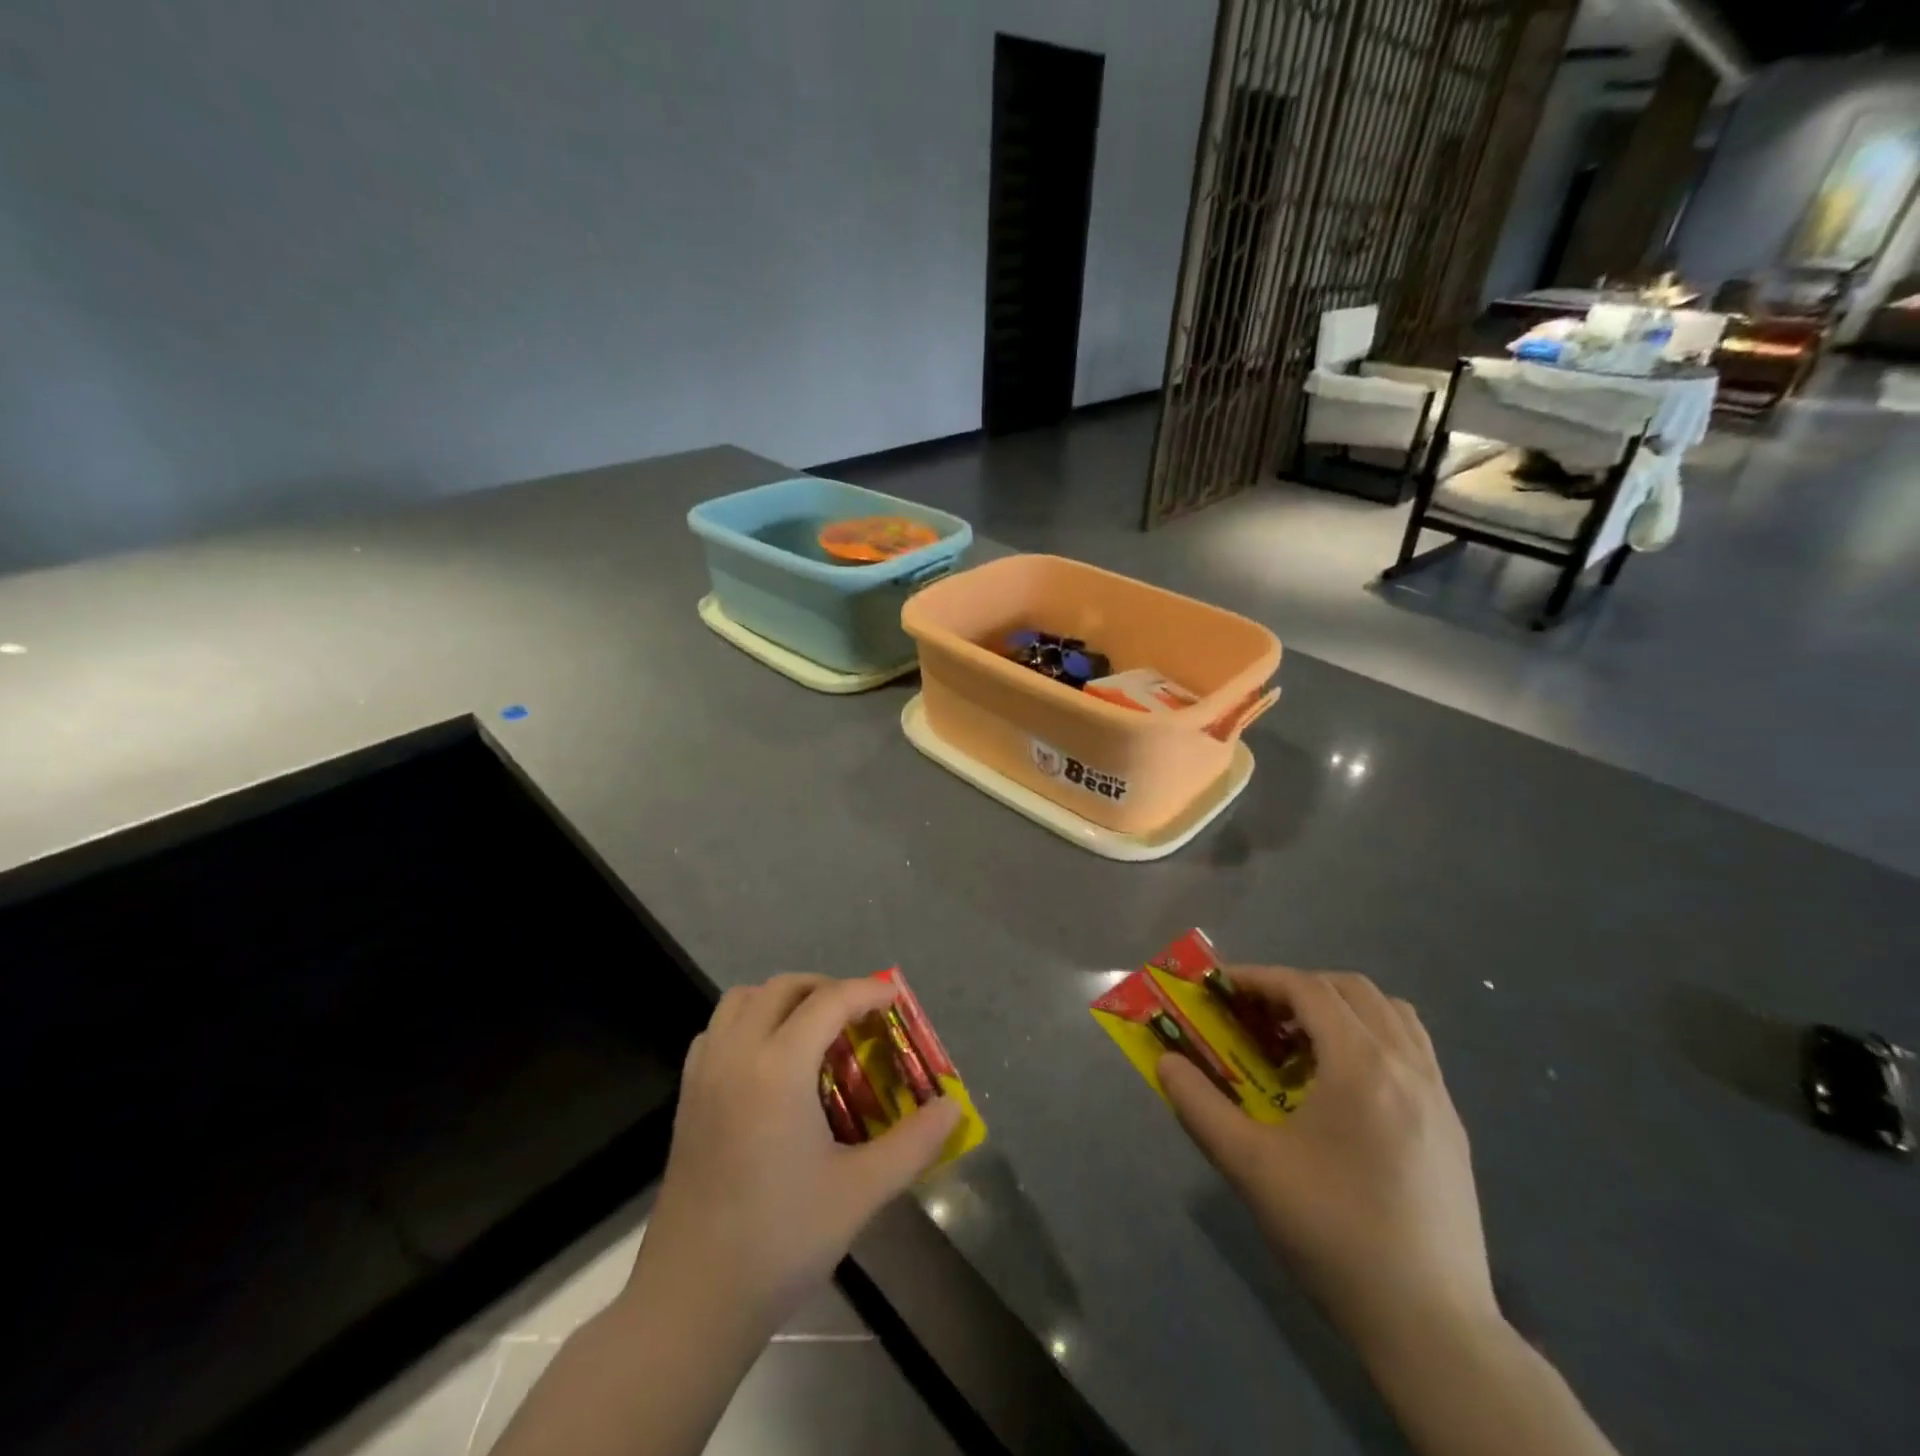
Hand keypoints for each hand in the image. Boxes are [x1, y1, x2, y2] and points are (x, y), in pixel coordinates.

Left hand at [631, 975, 961, 1335]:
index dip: (867, 991)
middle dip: (826, 987)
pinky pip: (717, 1030)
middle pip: (783, 987)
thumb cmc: (781, 1239)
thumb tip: (953, 1108)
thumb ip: (914, 1143)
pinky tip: (769, 1061)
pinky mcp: (686, 1097)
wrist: (691, 1300)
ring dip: (782, 999)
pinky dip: (748, 1022)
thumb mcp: (861, 1191)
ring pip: (742, 1000)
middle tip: (858, 1015)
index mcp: (778, 1068)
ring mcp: (704, 1073)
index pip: (829, 1001)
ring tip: (814, 1029)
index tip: (896, 999)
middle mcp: (737, 1054)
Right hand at [1159, 966, 1497, 1354]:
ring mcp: (1438, 1094)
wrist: (1430, 1324)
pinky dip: (1373, 1036)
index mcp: (1360, 1066)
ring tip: (1303, 1041)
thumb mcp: (1250, 1167)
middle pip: (1350, 988)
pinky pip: (1413, 1048)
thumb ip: (1200, 1106)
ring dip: (1341, 1007)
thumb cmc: (1332, 1232)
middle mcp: (1406, 1065)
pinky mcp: (1452, 1125)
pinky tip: (1345, 1083)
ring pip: (1390, 1012)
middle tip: (1258, 1015)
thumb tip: (1166, 1062)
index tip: (1222, 988)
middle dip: (1298, 987)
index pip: (1306, 989)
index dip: (1259, 978)